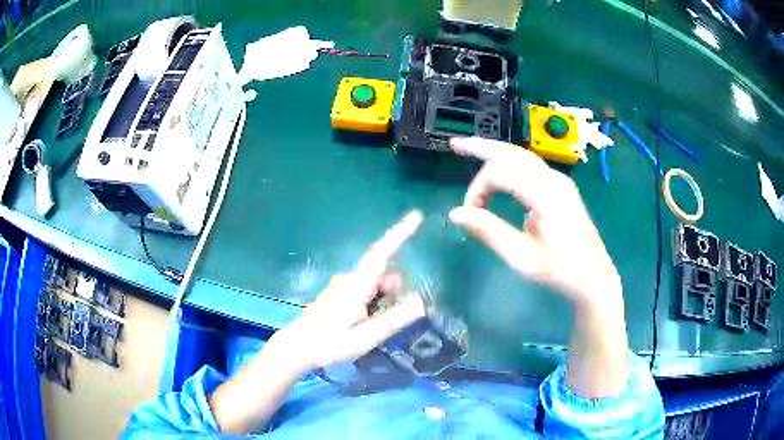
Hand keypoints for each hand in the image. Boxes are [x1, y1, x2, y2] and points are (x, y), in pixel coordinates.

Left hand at [274, 211, 426, 371]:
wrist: (297, 347)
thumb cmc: (330, 343)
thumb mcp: (366, 337)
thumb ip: (394, 319)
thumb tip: (422, 302)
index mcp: (357, 285)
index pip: (382, 252)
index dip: (400, 233)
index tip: (417, 215)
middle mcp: (350, 278)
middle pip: (384, 273)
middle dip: (396, 290)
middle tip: (390, 320)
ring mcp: (343, 285)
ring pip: (376, 283)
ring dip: (385, 299)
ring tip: (374, 327)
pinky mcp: (339, 293)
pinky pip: (366, 290)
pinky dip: (374, 302)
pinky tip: (365, 323)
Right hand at [448, 137, 621, 306]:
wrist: (593, 277)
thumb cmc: (559, 270)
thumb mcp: (521, 256)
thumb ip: (489, 231)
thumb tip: (455, 213)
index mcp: (545, 193)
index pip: (499, 173)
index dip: (478, 188)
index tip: (470, 212)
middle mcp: (553, 179)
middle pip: (512, 152)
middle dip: (482, 147)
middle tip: (455, 144)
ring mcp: (559, 181)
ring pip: (522, 156)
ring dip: (496, 152)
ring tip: (471, 148)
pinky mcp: (561, 188)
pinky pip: (531, 166)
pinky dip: (510, 163)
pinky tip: (500, 167)